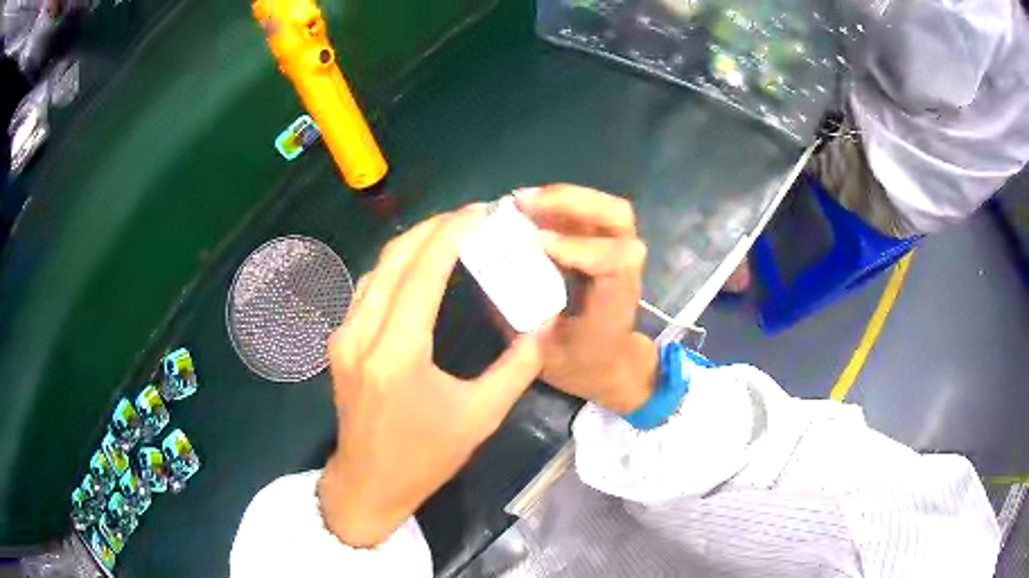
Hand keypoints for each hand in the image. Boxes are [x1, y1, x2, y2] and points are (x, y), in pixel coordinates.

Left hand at [319, 205, 545, 547]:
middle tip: (468, 216)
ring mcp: (343, 337)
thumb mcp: (481, 417)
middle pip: (394, 258)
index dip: (451, 234)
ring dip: (411, 244)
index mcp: (397, 353)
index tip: (479, 213)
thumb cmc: (425, 457)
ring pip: (376, 270)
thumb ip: (517, 368)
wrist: (368, 482)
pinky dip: (394, 268)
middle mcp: (362, 334)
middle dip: (432, 227)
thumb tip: (542, 326)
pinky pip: (367, 290)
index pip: (423, 272)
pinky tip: (416, 269)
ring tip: (447, 234)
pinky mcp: (339, 343)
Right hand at [515, 184, 658, 413]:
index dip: (579, 246)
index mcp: (614, 306)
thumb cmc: (578, 364)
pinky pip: (589, 214)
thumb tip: (488, 272)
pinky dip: (560, 205)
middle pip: (617, 217)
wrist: (610, 365)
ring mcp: (617, 254)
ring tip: (521, 201)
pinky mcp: (604, 247)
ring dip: (564, 197)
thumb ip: (518, 316)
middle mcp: (625, 273)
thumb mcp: (541, 353)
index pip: (616, 262)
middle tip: (524, 203)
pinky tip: (528, 209)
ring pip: (606, 209)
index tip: (538, 242)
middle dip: (572, 201)